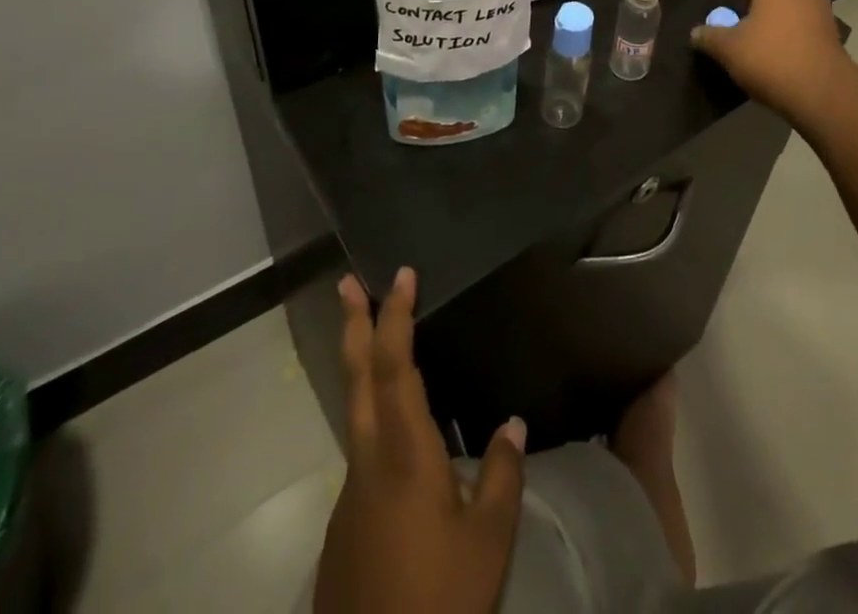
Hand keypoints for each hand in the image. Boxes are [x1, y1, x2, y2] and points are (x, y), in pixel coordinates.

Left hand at [313, 268, 527, 613]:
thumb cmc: (439, 602)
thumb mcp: (488, 541)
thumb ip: (501, 474)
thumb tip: (513, 422)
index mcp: (405, 452)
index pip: (394, 364)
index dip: (395, 315)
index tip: (401, 275)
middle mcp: (368, 459)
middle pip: (357, 377)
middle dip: (353, 324)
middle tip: (345, 282)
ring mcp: (350, 492)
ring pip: (353, 411)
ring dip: (360, 365)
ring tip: (374, 338)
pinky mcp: (343, 523)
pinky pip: (360, 449)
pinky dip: (371, 415)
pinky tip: (398, 438)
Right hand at [690, 0, 855, 126]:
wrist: (824, 93)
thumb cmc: (772, 59)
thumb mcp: (729, 49)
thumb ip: (709, 36)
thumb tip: (696, 33)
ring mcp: (820, 9)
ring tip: (758, 19)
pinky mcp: (830, 32)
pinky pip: (806, 14)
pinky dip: (791, 19)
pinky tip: (775, 39)